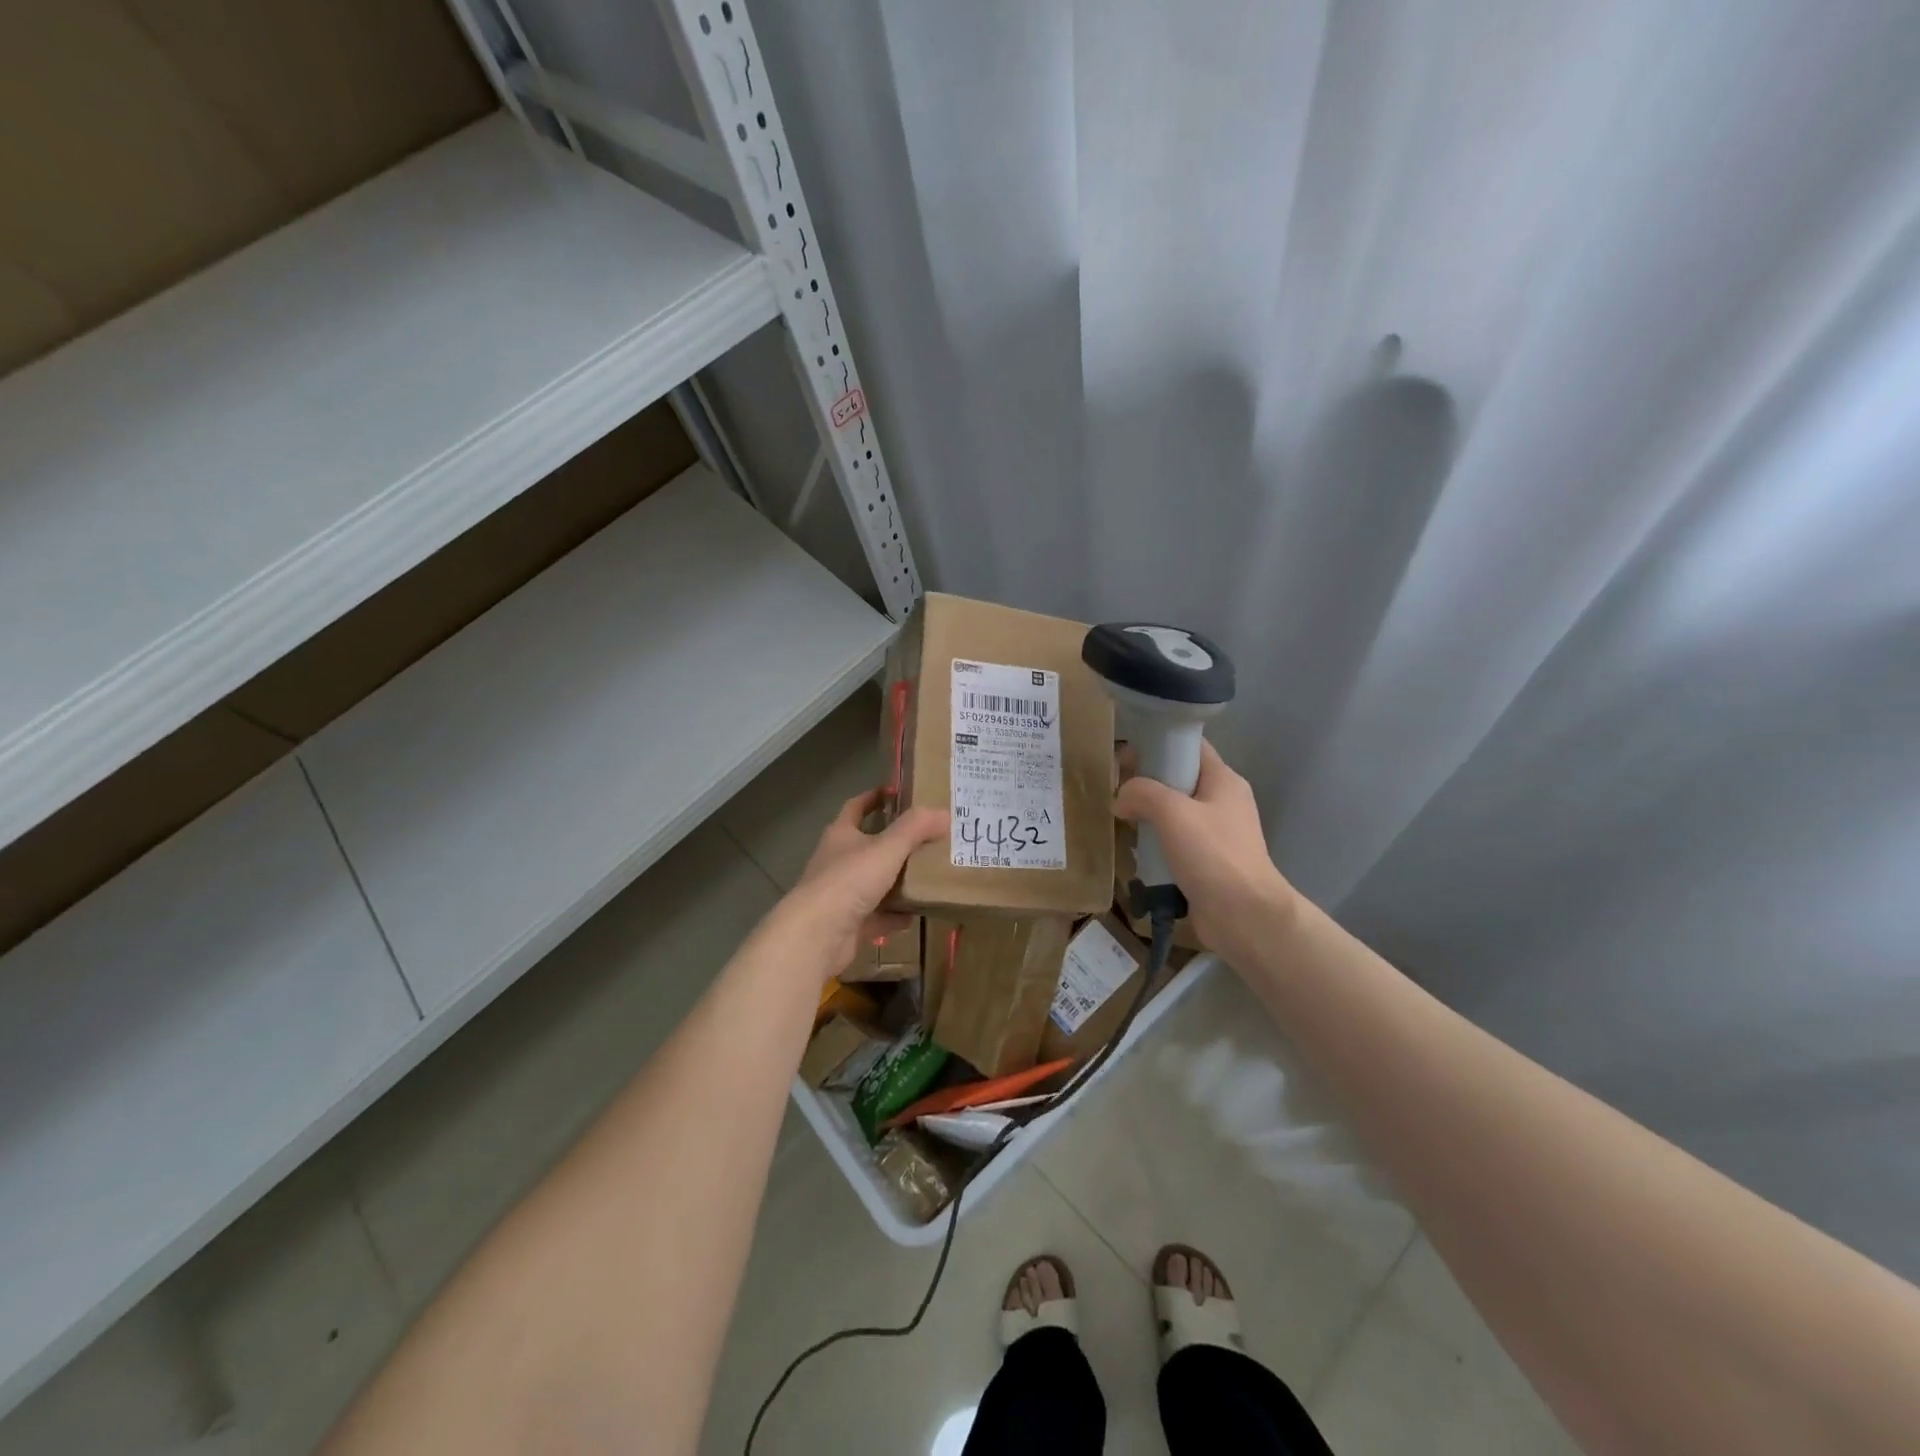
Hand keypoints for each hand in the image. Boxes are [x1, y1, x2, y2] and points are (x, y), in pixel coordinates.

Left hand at [778, 788, 947, 976]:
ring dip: (897, 880)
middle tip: (927, 838)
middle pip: (867, 845)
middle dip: (894, 842)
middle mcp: (838, 860)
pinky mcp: (848, 924)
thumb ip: (915, 828)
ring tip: (928, 876)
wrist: (817, 935)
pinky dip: (894, 915)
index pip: (856, 807)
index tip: (897, 792)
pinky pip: (877, 915)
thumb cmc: (849, 880)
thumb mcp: (887, 848)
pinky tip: (916, 914)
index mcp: (841, 835)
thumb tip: (943, 812)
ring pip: (874, 882)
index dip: (875, 797)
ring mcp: (841, 894)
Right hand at [1113, 740, 1295, 959]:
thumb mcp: (1173, 813)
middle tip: (1116, 790)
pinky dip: (1155, 842)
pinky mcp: (1207, 861)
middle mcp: (1223, 801)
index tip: (1127, 753)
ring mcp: (1216, 833)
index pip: (1190, 746)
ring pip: (1174, 812)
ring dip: (1148, 815)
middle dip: (1146, 783)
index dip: (1160, 743)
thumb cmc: (1213, 855)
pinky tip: (1136, 850)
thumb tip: (1121, 799)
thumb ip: (1142, 793)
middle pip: (1179, 778)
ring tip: (1121, 820)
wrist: (1244, 916)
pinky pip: (1175, 841)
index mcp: (1224, 780)